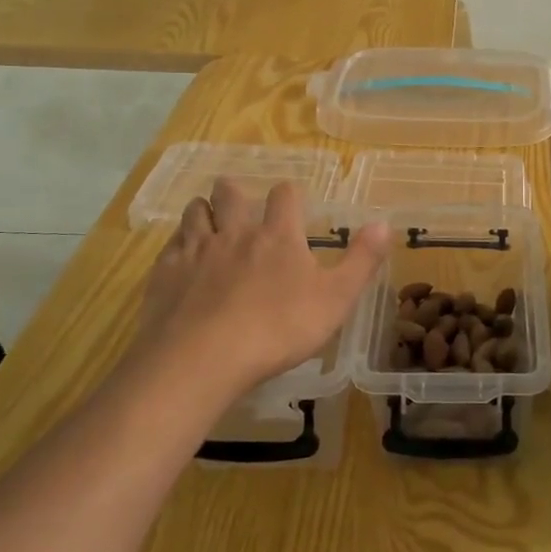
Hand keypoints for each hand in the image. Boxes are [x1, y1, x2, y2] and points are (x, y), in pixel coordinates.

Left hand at [134, 178, 388, 400]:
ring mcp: (196, 251)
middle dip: (236, 192)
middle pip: (231, 194)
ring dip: (204, 211)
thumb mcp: (336, 299)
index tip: (293, 203)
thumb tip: (385, 223)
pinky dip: (179, 243)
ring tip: (209, 220)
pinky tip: (182, 257)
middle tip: (240, 201)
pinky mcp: (165, 273)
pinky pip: (171, 245)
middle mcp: (235, 233)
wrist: (203, 359)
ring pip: (195, 213)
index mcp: (278, 236)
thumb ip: (361, 260)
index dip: (290, 194)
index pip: (284, 195)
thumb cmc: (278, 329)